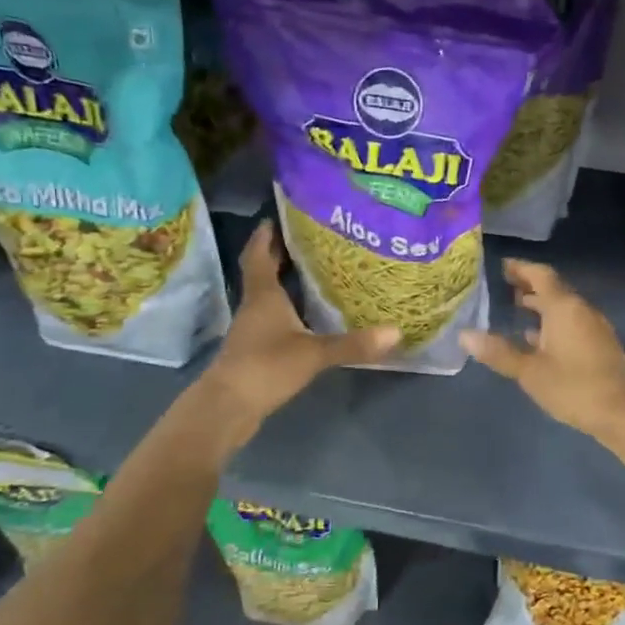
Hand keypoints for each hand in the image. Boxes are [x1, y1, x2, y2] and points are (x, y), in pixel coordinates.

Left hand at [195, 222, 398, 447]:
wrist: (228, 407)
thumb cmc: (266, 367)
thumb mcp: (314, 354)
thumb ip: (353, 344)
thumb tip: (395, 332)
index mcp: (264, 296)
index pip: (260, 256)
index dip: (265, 236)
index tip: (275, 217)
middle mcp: (254, 307)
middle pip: (262, 273)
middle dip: (279, 255)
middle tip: (305, 240)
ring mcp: (252, 331)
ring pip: (267, 298)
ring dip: (283, 284)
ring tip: (312, 273)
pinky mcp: (254, 351)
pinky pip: (272, 321)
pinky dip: (287, 312)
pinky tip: (305, 318)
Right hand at [459, 260, 624, 443]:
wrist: (620, 414)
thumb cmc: (572, 388)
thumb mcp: (529, 372)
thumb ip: (498, 352)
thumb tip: (465, 335)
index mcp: (565, 308)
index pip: (541, 276)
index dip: (521, 268)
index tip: (502, 266)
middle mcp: (582, 310)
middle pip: (554, 290)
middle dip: (530, 286)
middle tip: (506, 286)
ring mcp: (596, 327)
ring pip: (565, 308)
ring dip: (542, 306)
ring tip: (518, 308)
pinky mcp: (602, 345)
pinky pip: (574, 323)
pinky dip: (554, 323)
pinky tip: (539, 339)